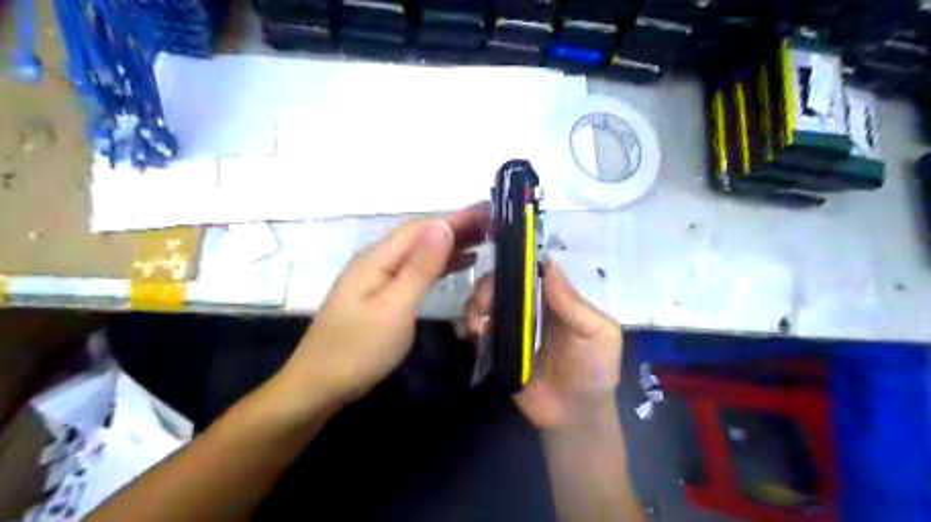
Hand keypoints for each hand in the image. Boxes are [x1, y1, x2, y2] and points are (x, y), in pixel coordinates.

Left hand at [274, 202, 489, 414]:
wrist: (319, 385)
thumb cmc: (359, 348)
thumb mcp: (395, 307)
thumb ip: (420, 267)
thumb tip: (443, 226)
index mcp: (379, 258)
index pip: (423, 228)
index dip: (456, 218)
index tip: (488, 211)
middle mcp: (377, 261)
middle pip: (421, 237)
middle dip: (456, 228)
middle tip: (492, 225)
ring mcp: (378, 278)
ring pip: (419, 253)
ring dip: (450, 245)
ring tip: (482, 241)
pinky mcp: (381, 295)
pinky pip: (415, 270)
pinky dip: (439, 265)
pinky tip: (457, 265)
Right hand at [462, 259, 620, 426]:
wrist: (575, 416)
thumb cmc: (594, 370)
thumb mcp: (598, 335)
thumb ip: (573, 304)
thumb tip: (548, 263)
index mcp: (553, 300)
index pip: (529, 272)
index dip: (513, 265)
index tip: (500, 270)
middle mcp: (529, 309)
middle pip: (501, 285)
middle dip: (487, 288)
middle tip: (484, 304)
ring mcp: (510, 329)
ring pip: (484, 305)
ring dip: (473, 308)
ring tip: (477, 326)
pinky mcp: (496, 350)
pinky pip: (476, 333)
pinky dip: (466, 328)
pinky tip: (468, 335)